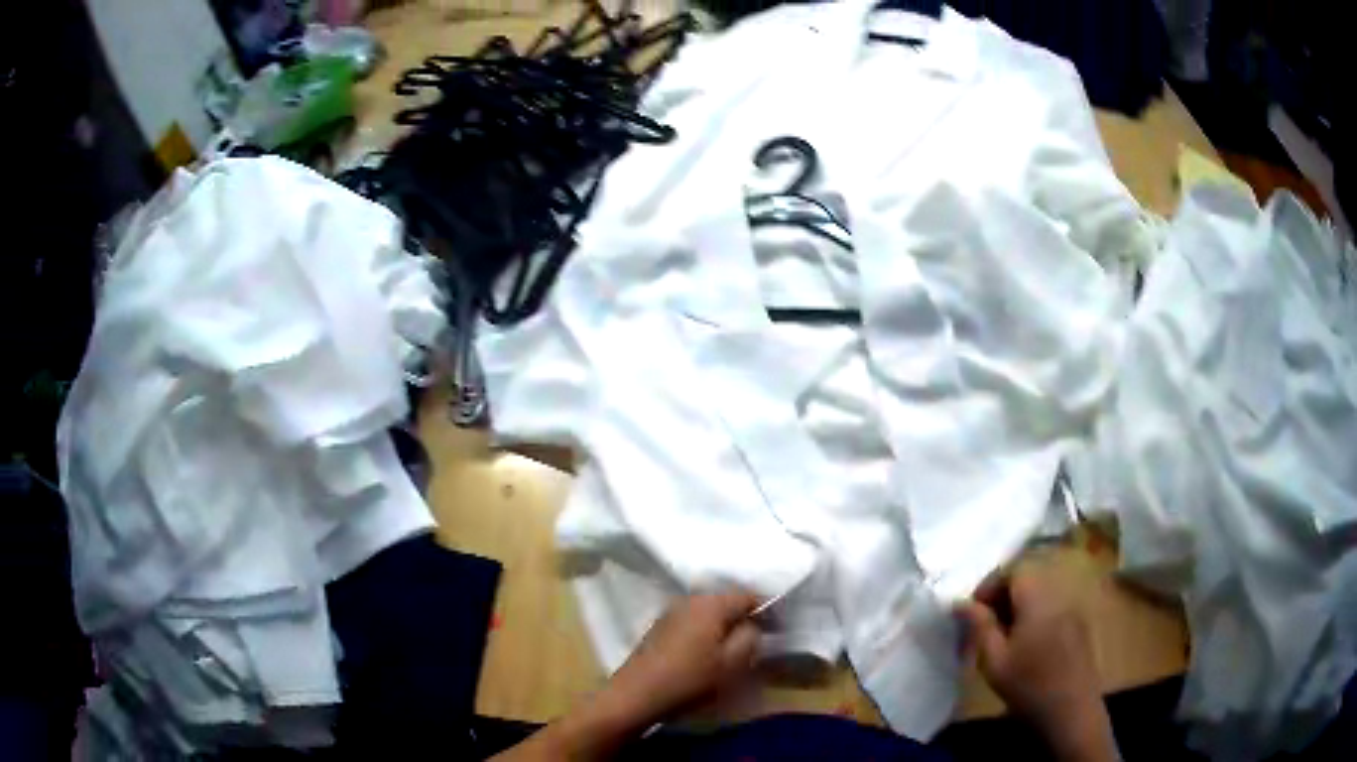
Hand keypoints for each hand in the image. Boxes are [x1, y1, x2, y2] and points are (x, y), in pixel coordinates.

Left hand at [603, 591, 761, 723]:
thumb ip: (751, 636)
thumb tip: (753, 624)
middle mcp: (690, 599)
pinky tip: (710, 649)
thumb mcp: (733, 662)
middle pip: (727, 599)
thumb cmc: (690, 679)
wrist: (636, 695)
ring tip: (737, 645)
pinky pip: (693, 620)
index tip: (780, 628)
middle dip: (745, 615)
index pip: (749, 595)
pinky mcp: (659, 627)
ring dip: (725, 623)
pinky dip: (707, 630)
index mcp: (711, 603)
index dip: (768, 609)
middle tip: (761, 636)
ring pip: (709, 610)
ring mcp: (671, 611)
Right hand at [955, 566, 1117, 761]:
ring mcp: (1073, 609)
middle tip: (984, 625)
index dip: (990, 586)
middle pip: (1030, 579)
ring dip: (1020, 607)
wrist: (1070, 709)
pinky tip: (1027, 646)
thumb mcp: (994, 660)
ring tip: (1003, 637)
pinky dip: (1036, 617)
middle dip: (1004, 596)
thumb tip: (961, 602)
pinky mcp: (1080, 626)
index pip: (1013, 571)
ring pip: (1042, 594)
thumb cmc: (1028, 685)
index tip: (971, 611)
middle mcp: (1060, 594)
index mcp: (1038, 598)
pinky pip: (1054, 608)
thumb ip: (980, 626)